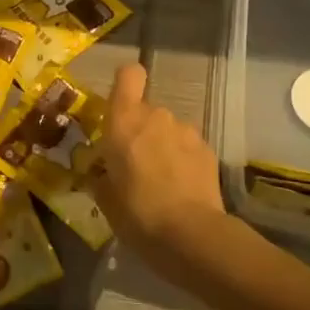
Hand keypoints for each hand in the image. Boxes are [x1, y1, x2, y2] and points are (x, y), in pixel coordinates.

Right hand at [96, 64, 228, 275]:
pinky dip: (183, 160)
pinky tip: (182, 189)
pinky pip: (188, 146)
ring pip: (169, 129)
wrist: (190, 235)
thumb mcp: (105, 199)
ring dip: (163, 146)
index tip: (119, 106)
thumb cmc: (137, 213)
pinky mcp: (208, 149)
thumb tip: (103, 172)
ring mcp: (186, 131)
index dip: (125, 83)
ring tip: (161, 181)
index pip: (129, 75)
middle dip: (140, 130)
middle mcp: (157, 116)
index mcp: (125, 121)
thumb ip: (102, 176)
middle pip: (146, 109)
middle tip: (134, 164)